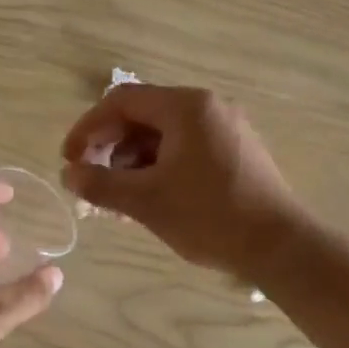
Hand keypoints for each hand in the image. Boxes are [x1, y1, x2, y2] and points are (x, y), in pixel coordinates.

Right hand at [60, 85, 301, 281]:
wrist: (280, 246)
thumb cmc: (209, 216)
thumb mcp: (146, 201)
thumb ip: (100, 184)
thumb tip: (68, 175)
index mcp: (186, 106)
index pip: (121, 101)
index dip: (88, 128)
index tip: (70, 160)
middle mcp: (207, 107)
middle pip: (142, 116)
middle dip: (110, 148)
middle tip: (91, 182)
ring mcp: (225, 128)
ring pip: (163, 135)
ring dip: (132, 162)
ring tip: (117, 200)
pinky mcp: (235, 152)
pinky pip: (185, 149)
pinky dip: (159, 168)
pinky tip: (148, 200)